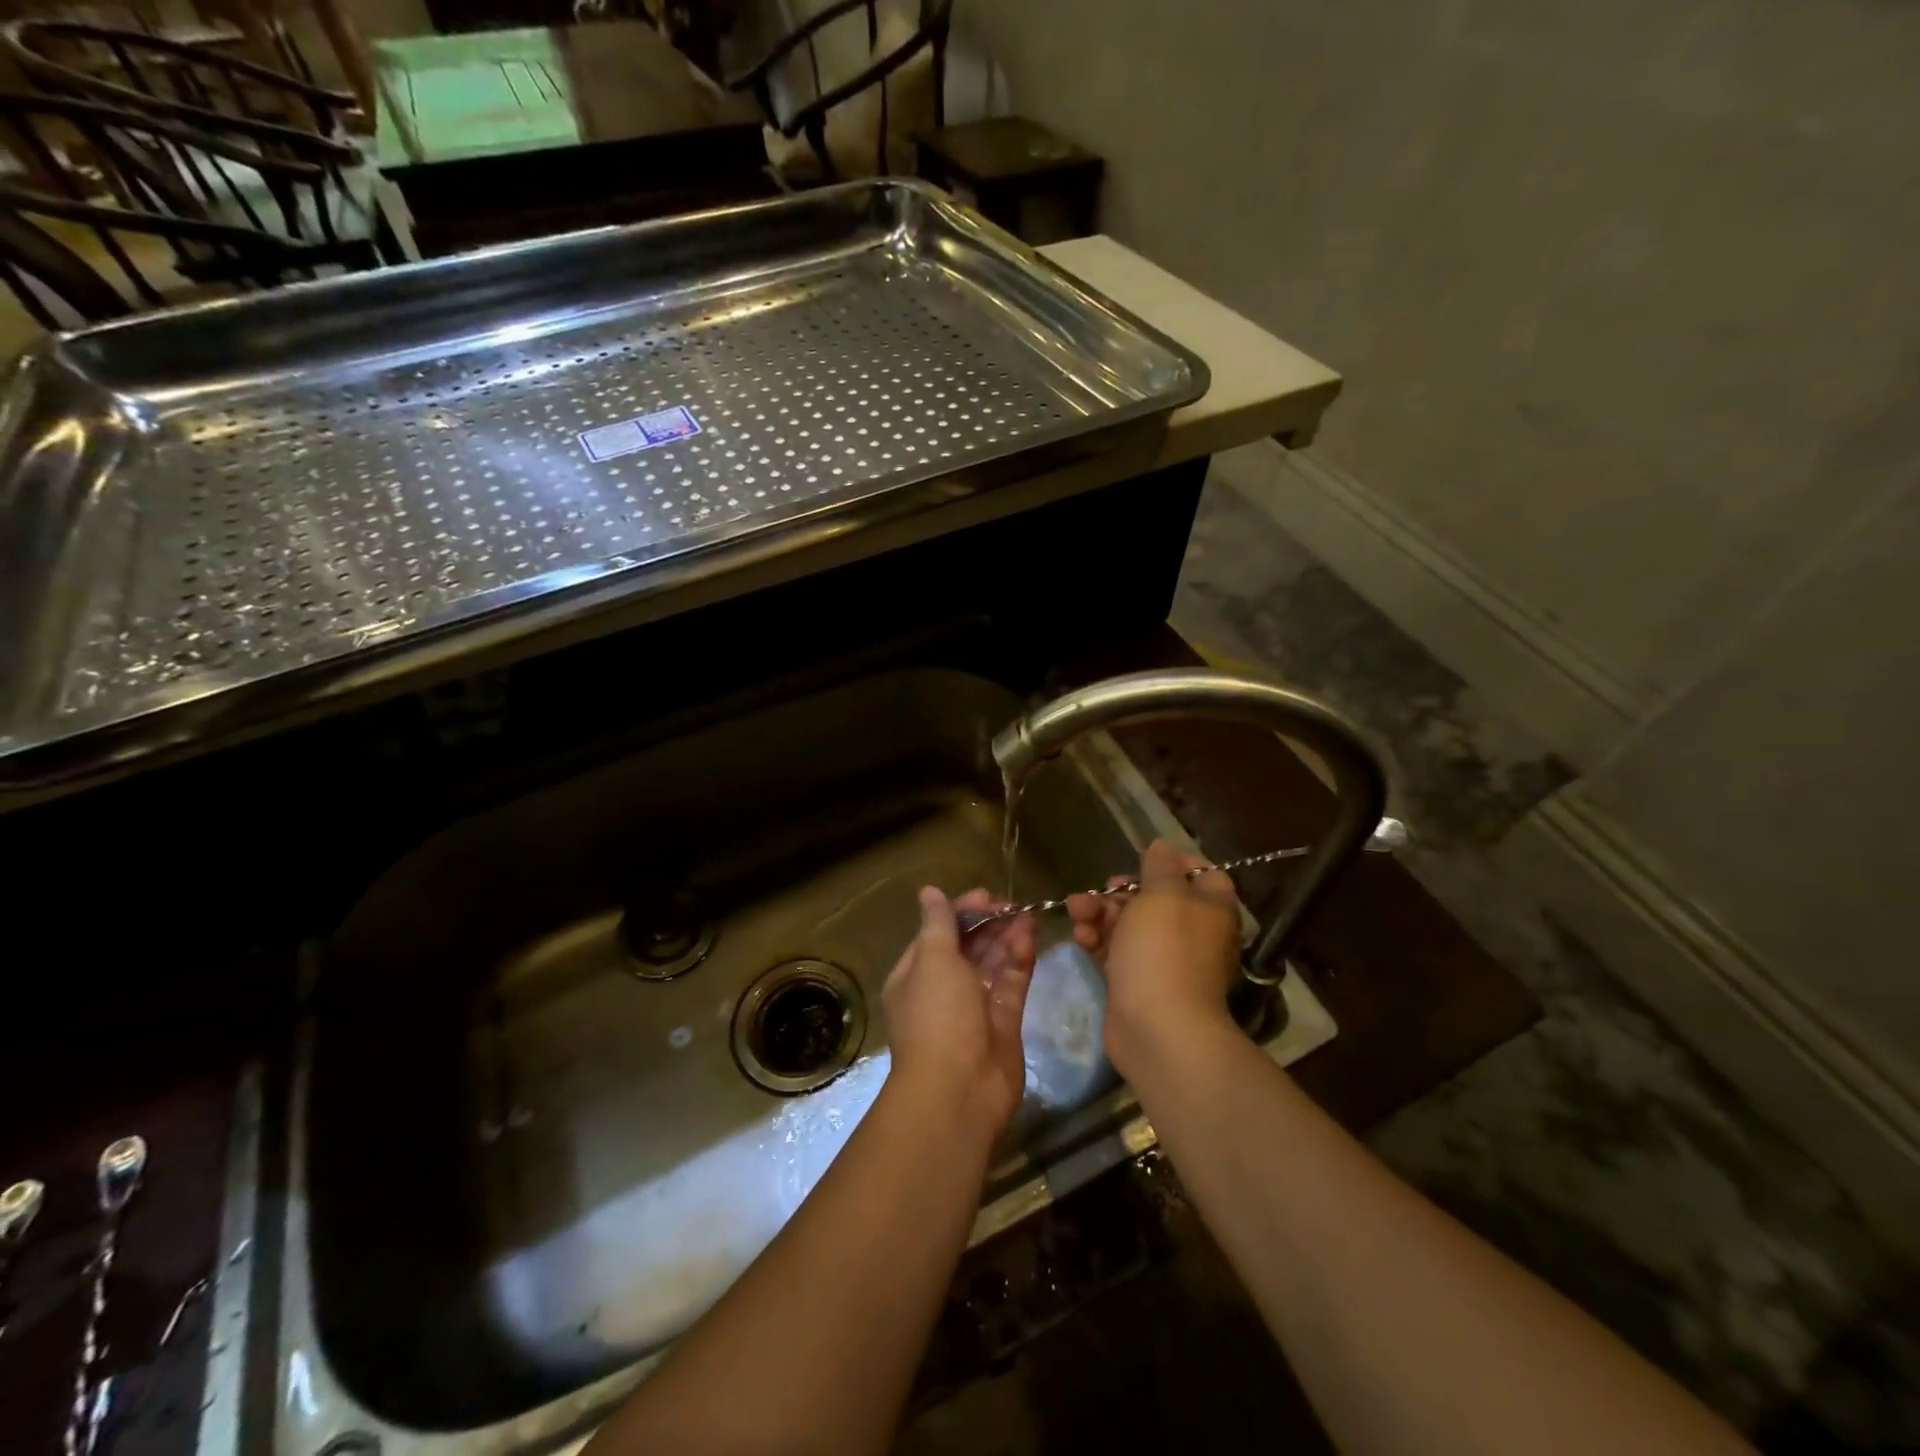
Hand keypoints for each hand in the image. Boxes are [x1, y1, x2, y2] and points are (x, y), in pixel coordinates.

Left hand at [881, 887, 1035, 1137]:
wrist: (959, 1092)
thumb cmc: (937, 1017)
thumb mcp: (932, 961)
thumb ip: (938, 924)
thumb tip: (928, 891)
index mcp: (915, 976)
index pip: (937, 934)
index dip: (960, 912)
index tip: (985, 897)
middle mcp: (943, 990)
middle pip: (967, 947)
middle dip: (987, 924)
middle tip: (1012, 905)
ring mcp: (974, 1007)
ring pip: (992, 963)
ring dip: (1007, 937)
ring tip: (1027, 914)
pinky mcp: (1004, 1022)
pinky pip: (1012, 982)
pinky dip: (1020, 959)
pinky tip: (1031, 936)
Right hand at [1067, 839, 1241, 1076]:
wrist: (1157, 1027)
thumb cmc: (1164, 949)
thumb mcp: (1162, 893)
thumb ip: (1160, 866)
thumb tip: (1162, 847)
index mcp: (1211, 908)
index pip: (1201, 873)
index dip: (1172, 862)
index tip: (1141, 859)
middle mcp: (1193, 932)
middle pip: (1156, 898)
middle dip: (1122, 890)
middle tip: (1102, 889)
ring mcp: (1165, 959)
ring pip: (1130, 924)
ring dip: (1101, 913)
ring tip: (1076, 910)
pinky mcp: (1137, 982)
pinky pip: (1116, 951)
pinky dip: (1098, 940)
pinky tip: (1080, 937)